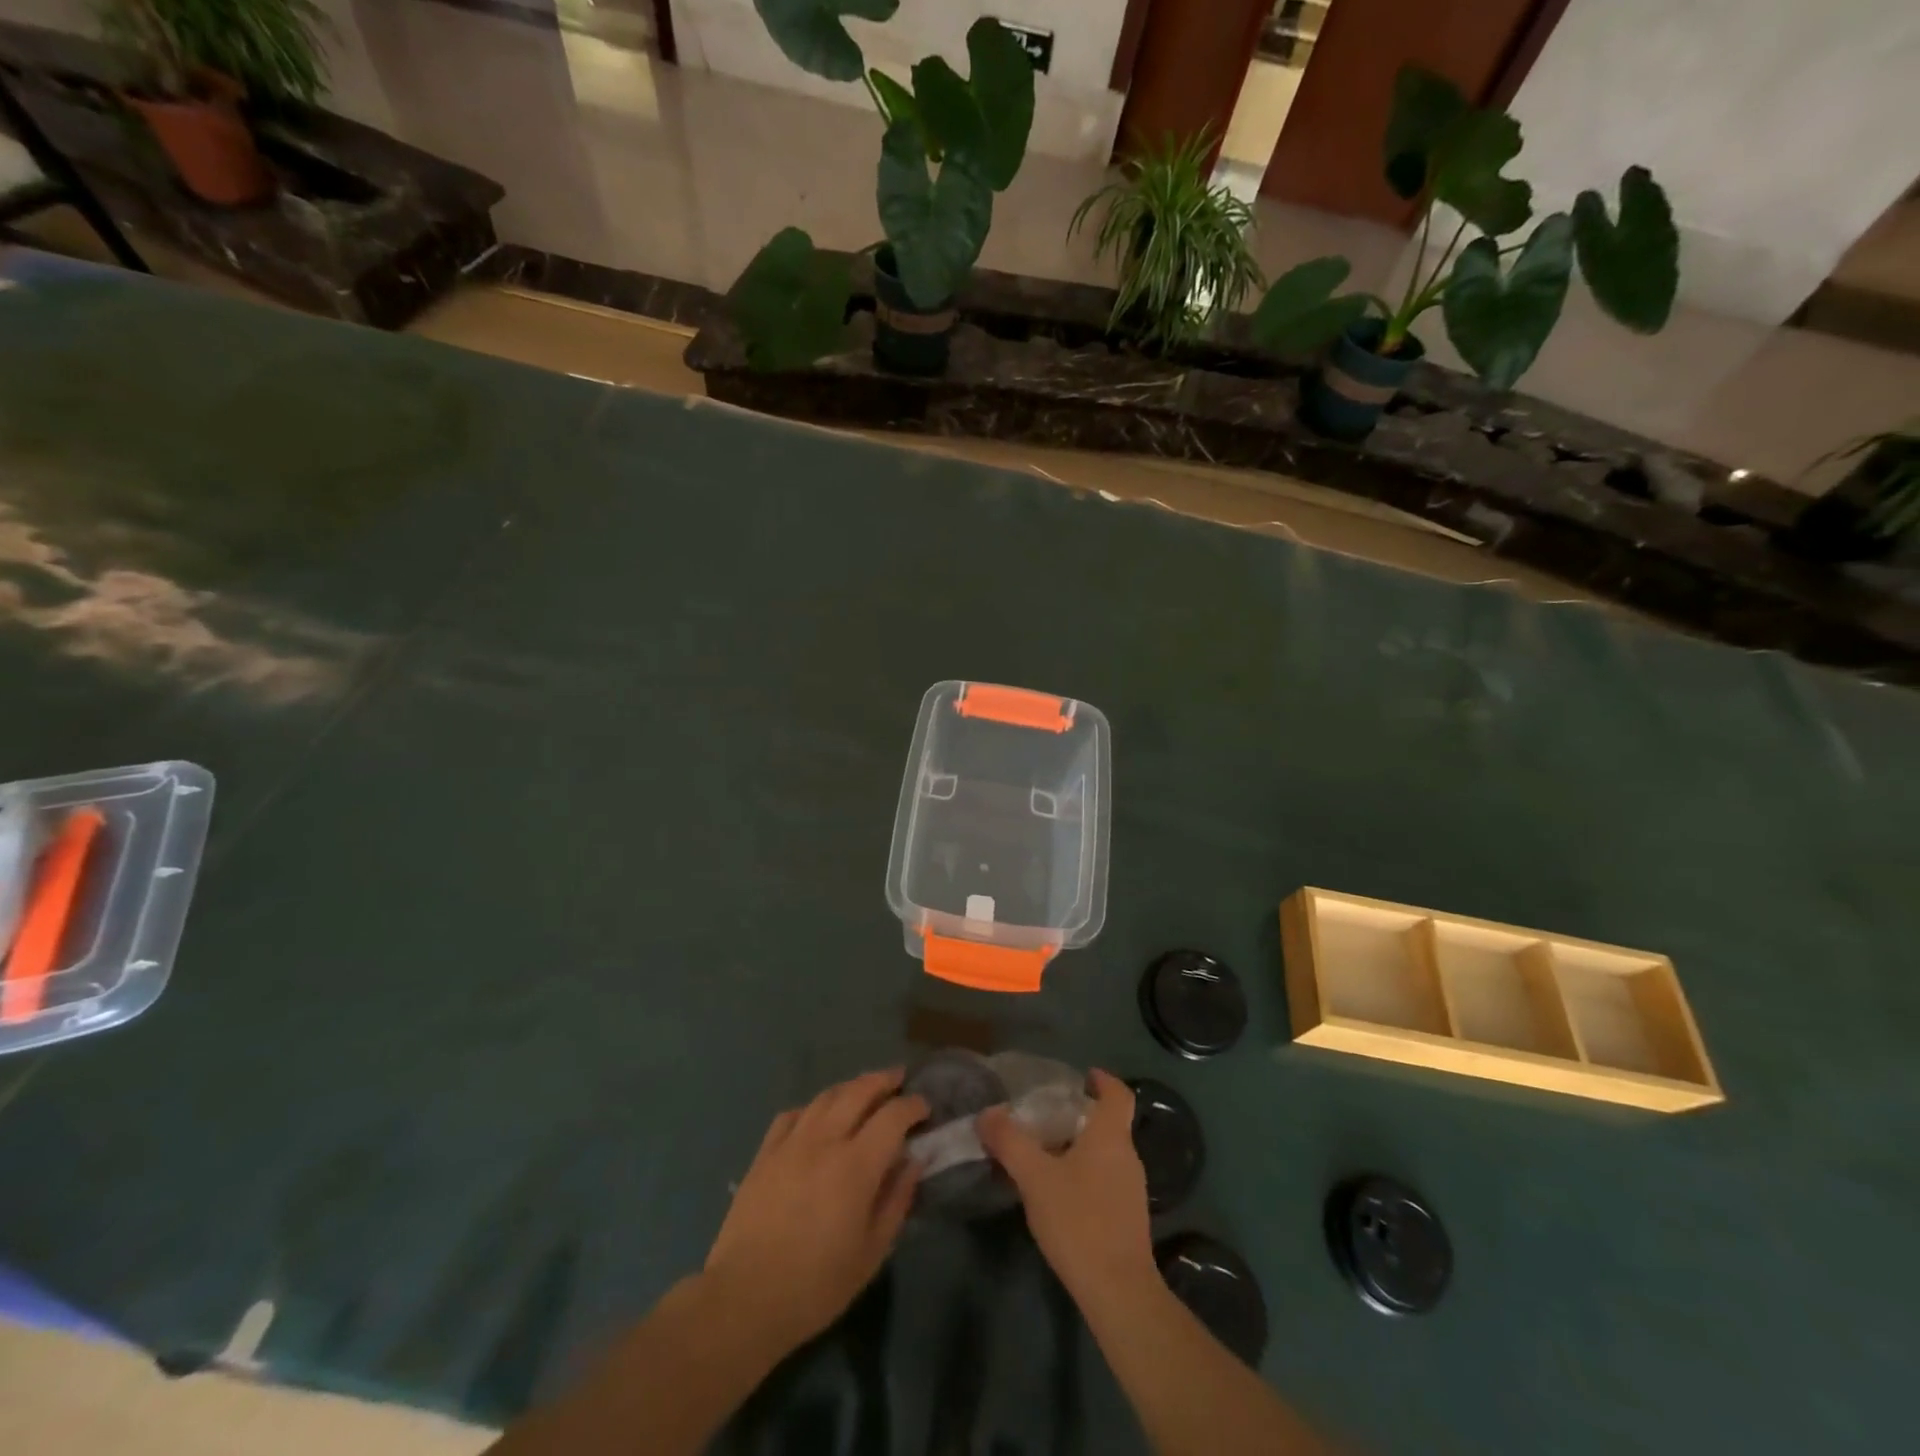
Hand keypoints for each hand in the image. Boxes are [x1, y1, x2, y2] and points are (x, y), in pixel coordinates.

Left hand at [701, 1069, 927, 1353]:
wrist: (744, 1299)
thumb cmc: (816, 1285)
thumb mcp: (872, 1252)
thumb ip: (897, 1200)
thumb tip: (913, 1161)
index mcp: (856, 1164)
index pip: (893, 1116)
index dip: (912, 1106)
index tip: (924, 1107)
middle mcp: (825, 1140)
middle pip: (858, 1091)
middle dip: (883, 1080)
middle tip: (898, 1078)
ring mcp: (791, 1142)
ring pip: (826, 1096)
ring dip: (850, 1087)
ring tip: (863, 1090)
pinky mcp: (765, 1153)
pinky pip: (793, 1114)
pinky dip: (813, 1108)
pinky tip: (817, 1117)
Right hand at [978, 1069, 1153, 1297]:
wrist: (1118, 1291)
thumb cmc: (1079, 1221)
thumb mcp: (1035, 1177)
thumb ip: (1010, 1142)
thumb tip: (987, 1113)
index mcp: (1111, 1136)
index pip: (1118, 1094)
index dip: (1103, 1080)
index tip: (1083, 1075)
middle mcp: (1128, 1156)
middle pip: (1110, 1123)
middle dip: (1081, 1115)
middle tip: (1047, 1115)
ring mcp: (1131, 1189)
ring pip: (1107, 1153)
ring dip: (1081, 1146)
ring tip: (1047, 1152)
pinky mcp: (1128, 1218)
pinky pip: (1106, 1179)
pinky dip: (1086, 1173)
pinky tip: (1061, 1192)